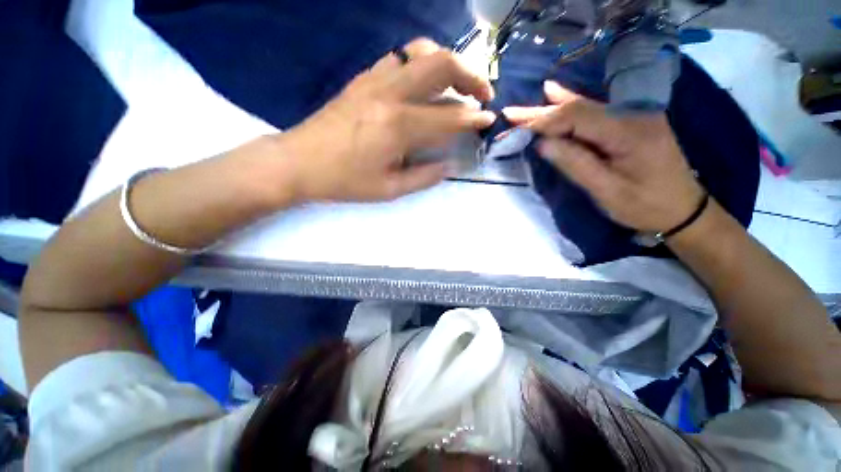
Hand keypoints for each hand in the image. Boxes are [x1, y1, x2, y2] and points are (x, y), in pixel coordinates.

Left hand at [275, 38, 495, 202]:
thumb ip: (424, 176)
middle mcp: (390, 94)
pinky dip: (422, 65)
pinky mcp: (363, 79)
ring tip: (458, 84)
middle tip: (482, 93)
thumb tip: (451, 164)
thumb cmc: (345, 181)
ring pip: (421, 51)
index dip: (473, 117)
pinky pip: (400, 59)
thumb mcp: (389, 190)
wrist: (299, 162)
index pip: (449, 116)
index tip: (488, 119)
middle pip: (441, 63)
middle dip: (470, 74)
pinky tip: (425, 84)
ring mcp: (374, 80)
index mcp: (399, 126)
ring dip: (448, 63)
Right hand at [503, 81, 704, 232]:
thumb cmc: (645, 205)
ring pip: (583, 107)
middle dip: (541, 112)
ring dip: (550, 109)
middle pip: (577, 109)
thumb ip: (575, 164)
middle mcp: (632, 114)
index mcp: (628, 132)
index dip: (544, 121)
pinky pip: (593, 111)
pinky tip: (555, 93)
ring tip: (524, 107)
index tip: (515, 127)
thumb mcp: (607, 191)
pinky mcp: (629, 122)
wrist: (684, 208)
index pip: (576, 118)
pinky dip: (569, 105)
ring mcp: (632, 115)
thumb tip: (542, 144)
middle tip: (510, 112)